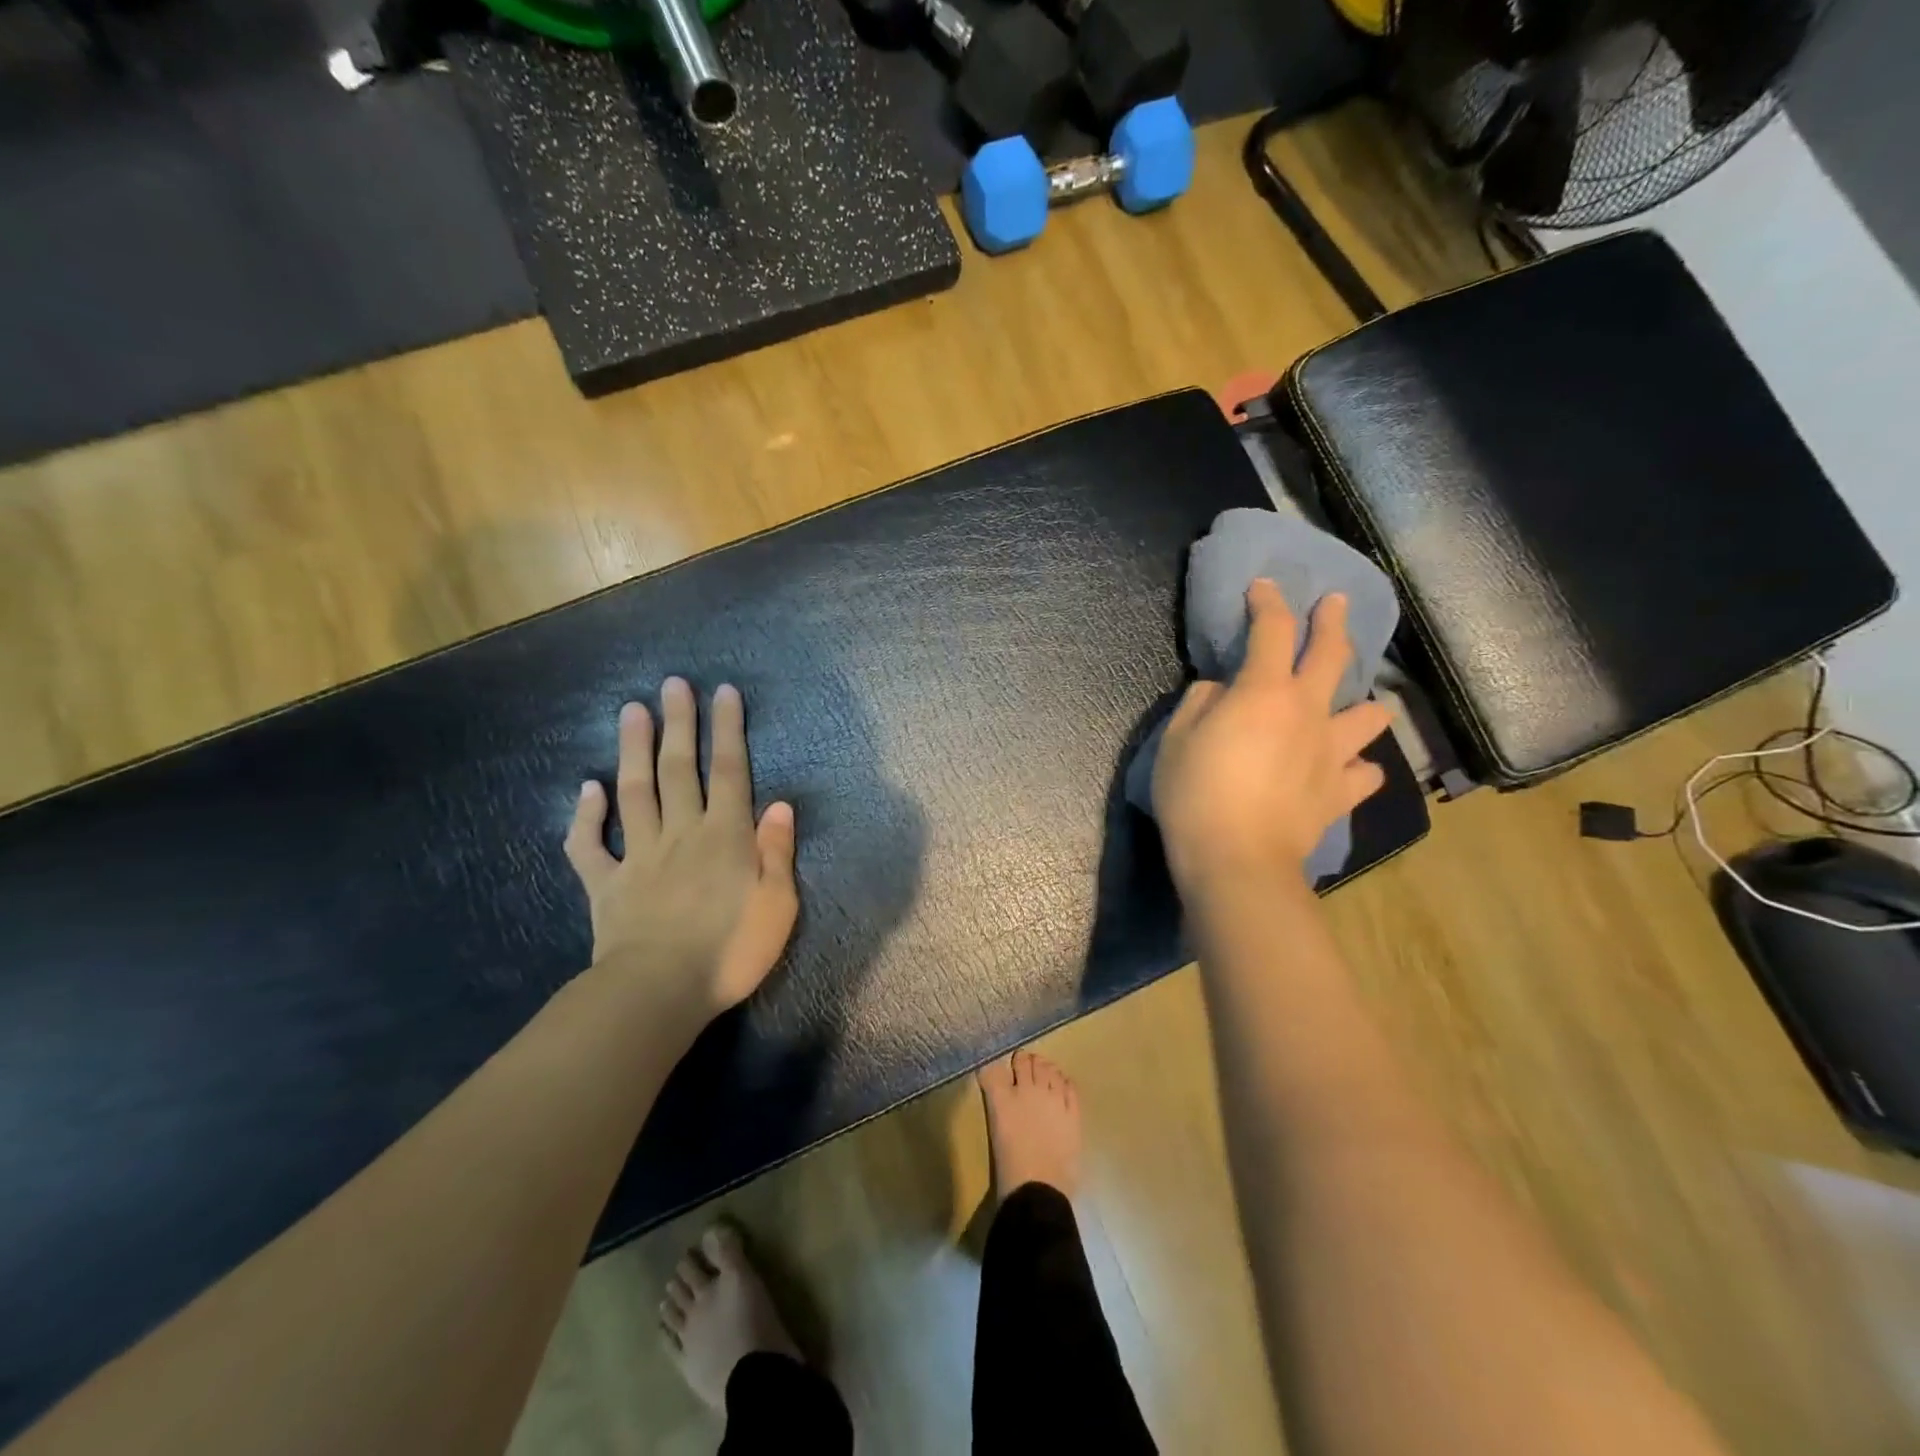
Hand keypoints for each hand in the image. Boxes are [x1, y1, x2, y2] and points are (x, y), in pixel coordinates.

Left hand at [564, 678, 798, 1017]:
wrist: (659, 992)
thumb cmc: (730, 950)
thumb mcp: (777, 905)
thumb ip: (777, 851)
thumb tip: (782, 804)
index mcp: (725, 837)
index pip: (730, 772)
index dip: (728, 730)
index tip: (723, 692)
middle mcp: (681, 834)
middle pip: (679, 769)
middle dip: (679, 724)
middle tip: (673, 684)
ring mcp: (638, 856)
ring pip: (635, 792)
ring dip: (634, 750)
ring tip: (632, 711)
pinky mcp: (606, 885)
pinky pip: (590, 846)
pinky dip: (585, 816)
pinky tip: (587, 788)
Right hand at [1153, 580, 1393, 890]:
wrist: (1237, 861)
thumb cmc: (1195, 795)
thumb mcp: (1176, 740)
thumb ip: (1200, 703)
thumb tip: (1221, 691)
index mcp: (1264, 692)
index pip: (1271, 630)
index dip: (1268, 601)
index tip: (1264, 585)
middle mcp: (1309, 712)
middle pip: (1333, 654)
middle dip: (1333, 621)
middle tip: (1335, 603)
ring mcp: (1332, 753)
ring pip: (1370, 714)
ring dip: (1362, 703)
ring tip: (1349, 706)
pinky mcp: (1341, 792)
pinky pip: (1365, 773)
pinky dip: (1358, 766)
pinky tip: (1346, 769)